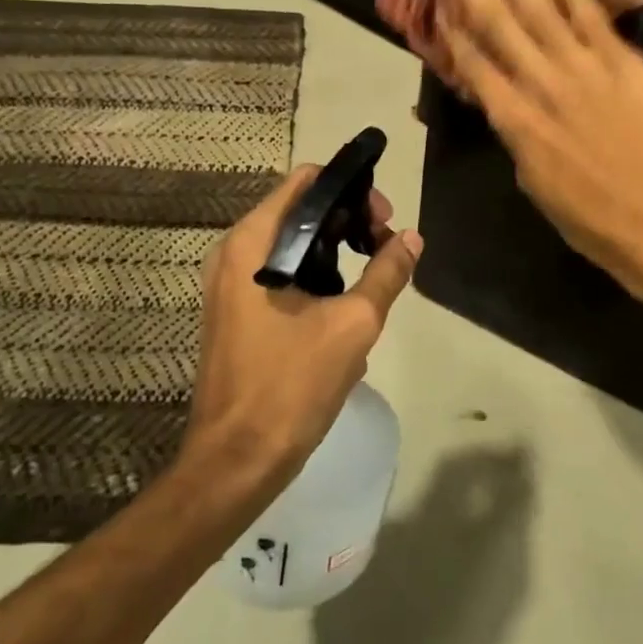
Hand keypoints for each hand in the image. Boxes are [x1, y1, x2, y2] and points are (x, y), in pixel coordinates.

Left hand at [178, 166, 421, 498]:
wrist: (237, 461)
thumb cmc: (291, 385)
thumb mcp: (353, 324)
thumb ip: (386, 273)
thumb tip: (412, 238)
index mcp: (252, 244)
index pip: (305, 182)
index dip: (350, 188)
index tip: (383, 217)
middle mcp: (234, 253)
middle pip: (300, 209)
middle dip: (348, 219)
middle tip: (385, 245)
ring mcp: (230, 283)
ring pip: (293, 242)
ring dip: (336, 247)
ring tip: (373, 272)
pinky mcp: (237, 310)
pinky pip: (281, 271)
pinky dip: (316, 272)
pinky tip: (346, 303)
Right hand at [434, 0, 642, 311]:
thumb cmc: (588, 217)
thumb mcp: (533, 181)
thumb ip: (517, 133)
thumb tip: (505, 98)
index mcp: (515, 123)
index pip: (474, 64)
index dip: (453, 27)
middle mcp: (542, 86)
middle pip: (499, 25)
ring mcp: (584, 69)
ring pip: (540, 10)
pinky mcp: (622, 62)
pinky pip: (591, 15)